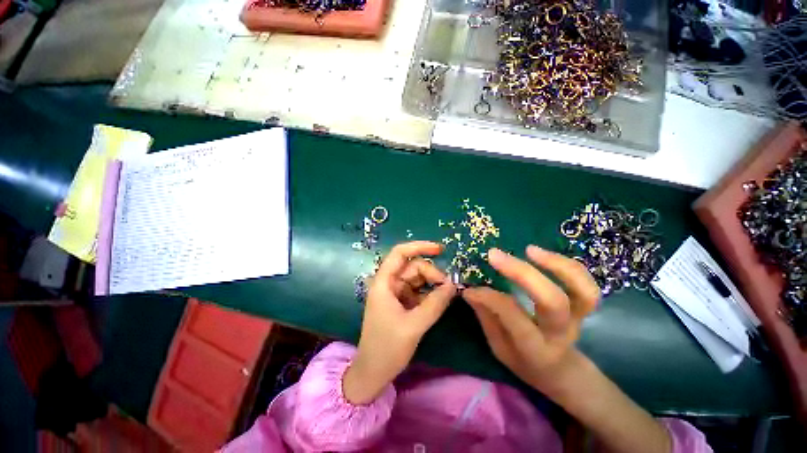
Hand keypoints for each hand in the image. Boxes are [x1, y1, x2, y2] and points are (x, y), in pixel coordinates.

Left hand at [343, 241, 456, 403]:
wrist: (373, 373)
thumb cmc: (387, 348)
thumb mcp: (414, 325)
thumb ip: (435, 304)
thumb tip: (453, 285)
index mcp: (384, 283)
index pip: (400, 253)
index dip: (419, 247)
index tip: (440, 249)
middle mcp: (389, 283)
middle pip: (413, 266)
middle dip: (431, 273)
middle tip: (448, 288)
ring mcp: (395, 293)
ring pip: (417, 278)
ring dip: (432, 283)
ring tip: (446, 295)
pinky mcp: (401, 303)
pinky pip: (418, 291)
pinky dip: (429, 293)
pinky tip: (439, 301)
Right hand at [462, 246, 600, 391]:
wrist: (561, 372)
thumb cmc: (524, 361)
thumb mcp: (499, 347)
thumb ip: (487, 317)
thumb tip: (470, 290)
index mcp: (535, 349)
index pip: (513, 317)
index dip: (490, 298)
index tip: (471, 288)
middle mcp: (560, 334)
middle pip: (553, 301)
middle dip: (522, 273)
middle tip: (494, 255)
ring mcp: (578, 319)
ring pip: (583, 292)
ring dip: (556, 265)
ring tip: (529, 250)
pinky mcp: (583, 308)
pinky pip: (586, 284)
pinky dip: (567, 265)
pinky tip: (541, 254)